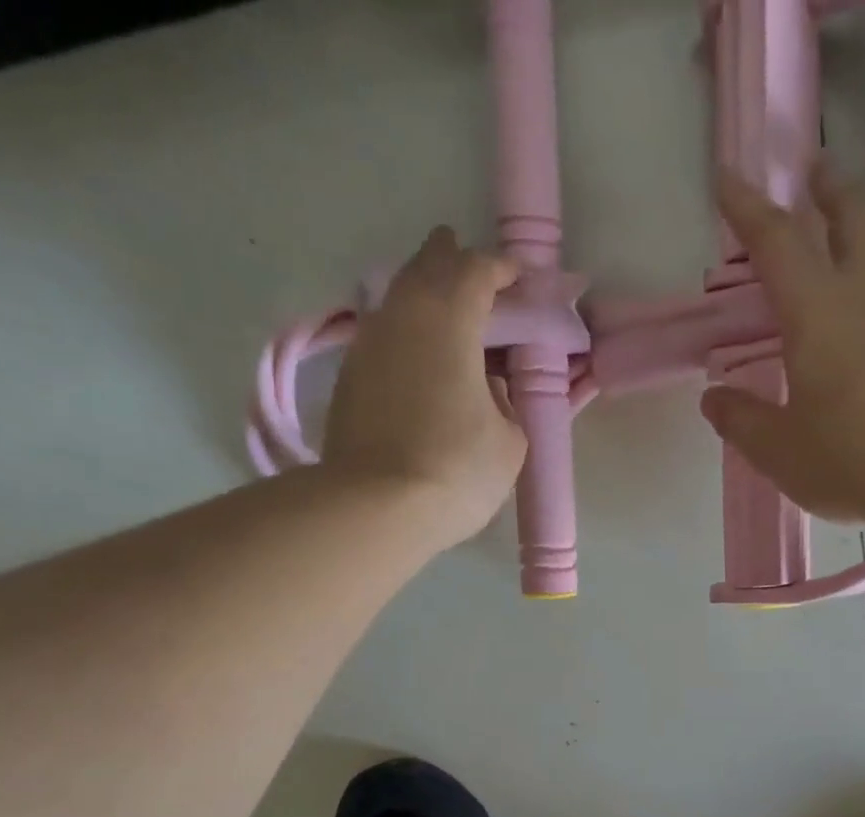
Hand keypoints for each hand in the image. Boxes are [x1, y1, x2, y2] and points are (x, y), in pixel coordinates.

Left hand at [322, 227, 526, 546]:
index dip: (500, 269)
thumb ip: (504, 403)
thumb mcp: (509, 441)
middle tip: (471, 272)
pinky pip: (382, 337)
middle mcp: (402, 313)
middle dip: (451, 261)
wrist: (376, 507)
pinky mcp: (347, 377)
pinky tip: (415, 359)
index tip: (517, 277)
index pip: (476, 269)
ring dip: (422, 297)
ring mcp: (367, 343)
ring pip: (398, 299)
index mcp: (450, 316)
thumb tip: (484, 386)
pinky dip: (404, 336)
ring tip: (443, 314)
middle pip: (426, 266)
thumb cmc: (457, 469)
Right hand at [701, 163, 864, 538]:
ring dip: (863, 241)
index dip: (747, 206)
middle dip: (828, 186)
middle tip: (812, 176)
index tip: (729, 178)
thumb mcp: (781, 453)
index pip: (775, 239)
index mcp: (818, 312)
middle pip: (853, 210)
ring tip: (845, 264)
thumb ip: (742, 421)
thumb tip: (714, 398)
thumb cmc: (855, 461)